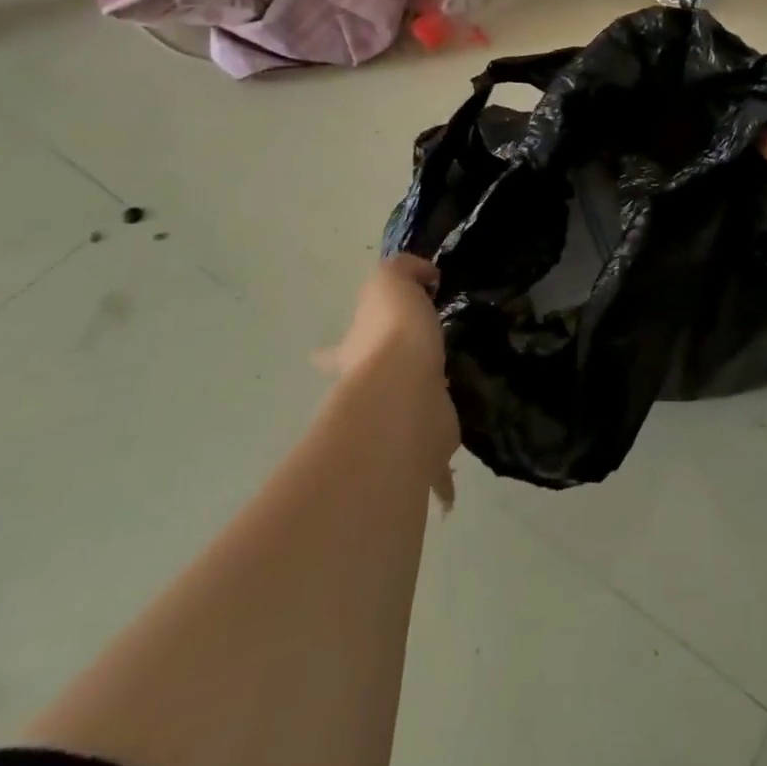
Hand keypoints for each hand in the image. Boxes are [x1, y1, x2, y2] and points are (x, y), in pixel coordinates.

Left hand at [315, 256, 458, 498]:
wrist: (405, 395)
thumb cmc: (393, 335)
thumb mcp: (391, 281)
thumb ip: (406, 271)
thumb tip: (425, 276)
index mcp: (358, 354)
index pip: (336, 352)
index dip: (330, 353)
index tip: (320, 358)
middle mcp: (369, 393)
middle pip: (364, 394)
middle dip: (371, 395)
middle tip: (388, 395)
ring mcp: (394, 426)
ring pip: (399, 429)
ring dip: (408, 431)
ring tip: (430, 425)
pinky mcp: (421, 453)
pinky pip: (431, 469)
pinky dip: (438, 482)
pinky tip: (447, 494)